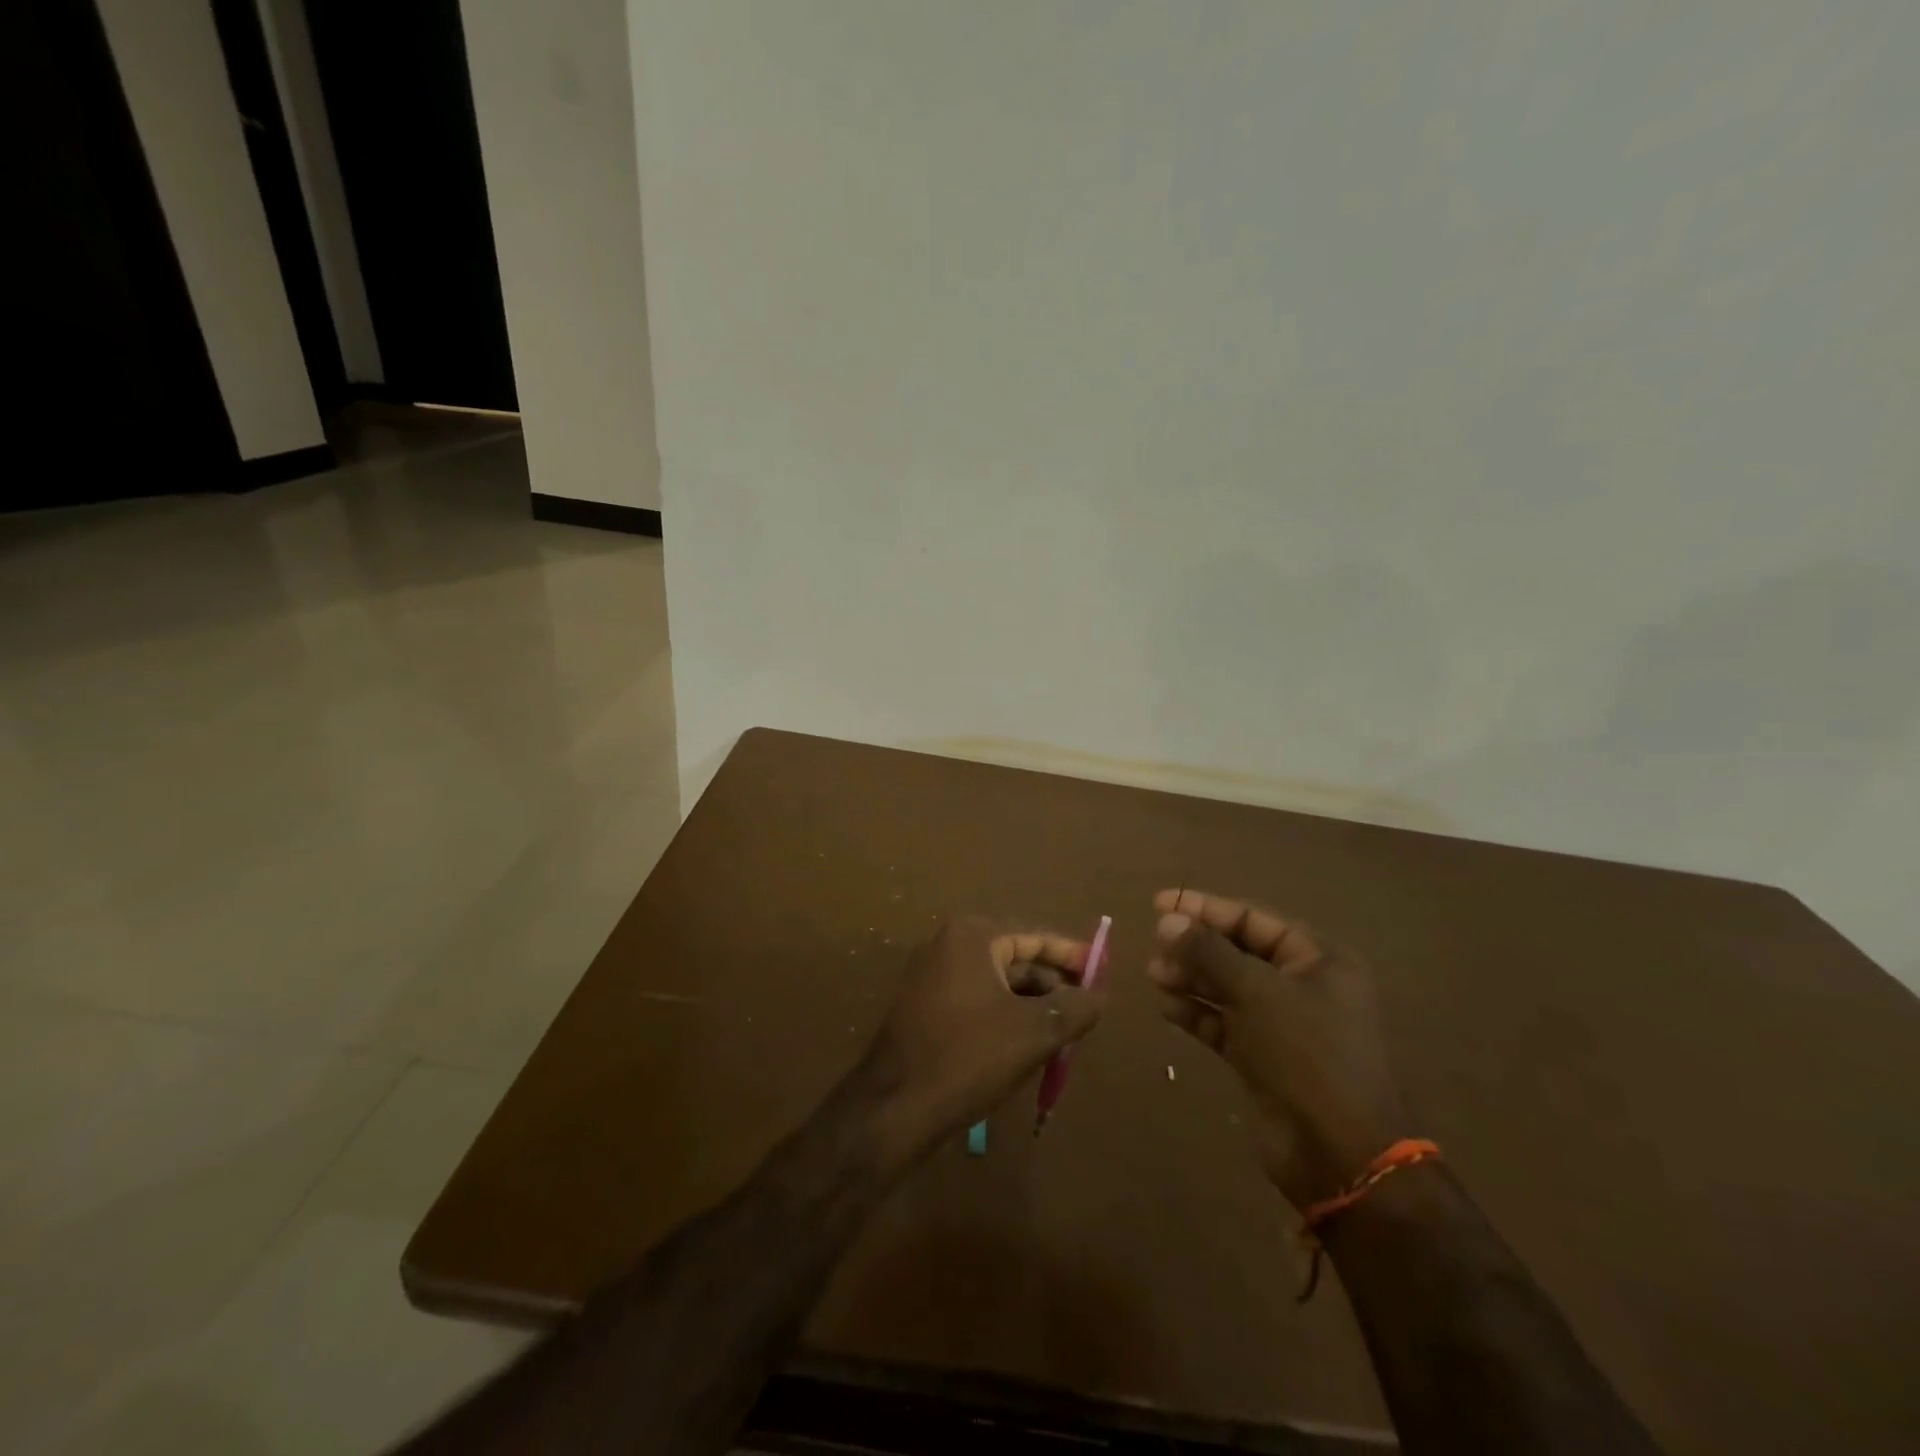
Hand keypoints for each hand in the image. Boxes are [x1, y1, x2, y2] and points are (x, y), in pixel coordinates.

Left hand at [858, 918, 1104, 1155]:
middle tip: (1087, 1010)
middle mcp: (948, 945)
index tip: (1101, 971)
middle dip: (1052, 984)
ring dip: (1031, 1004)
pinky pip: (977, 999)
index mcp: (972, 937)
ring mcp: (931, 975)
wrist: (895, 1107)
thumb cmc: (969, 1057)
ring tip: (1064, 1033)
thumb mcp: (1034, 1032)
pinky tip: (1027, 1044)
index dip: (1071, 954)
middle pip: (1015, 957)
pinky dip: (1005, 1015)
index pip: (1034, 935)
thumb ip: (1074, 1008)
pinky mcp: (925, 1005)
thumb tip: (1099, 995)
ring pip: (997, 982)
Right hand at [1147, 888, 1408, 1208]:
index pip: (1253, 919)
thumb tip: (1168, 920)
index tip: (1159, 903)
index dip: (1205, 908)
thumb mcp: (1256, 991)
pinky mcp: (1264, 1058)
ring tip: (1154, 975)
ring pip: (1228, 988)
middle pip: (1238, 952)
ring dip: (1191, 978)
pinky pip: (1224, 1023)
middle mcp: (1303, 986)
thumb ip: (1208, 952)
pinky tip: (1167, 1007)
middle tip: (1155, 947)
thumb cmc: (1306, 1054)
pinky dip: (1197, 1013)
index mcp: (1318, 959)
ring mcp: (1283, 1025)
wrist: (1338, 1154)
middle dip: (1195, 947)